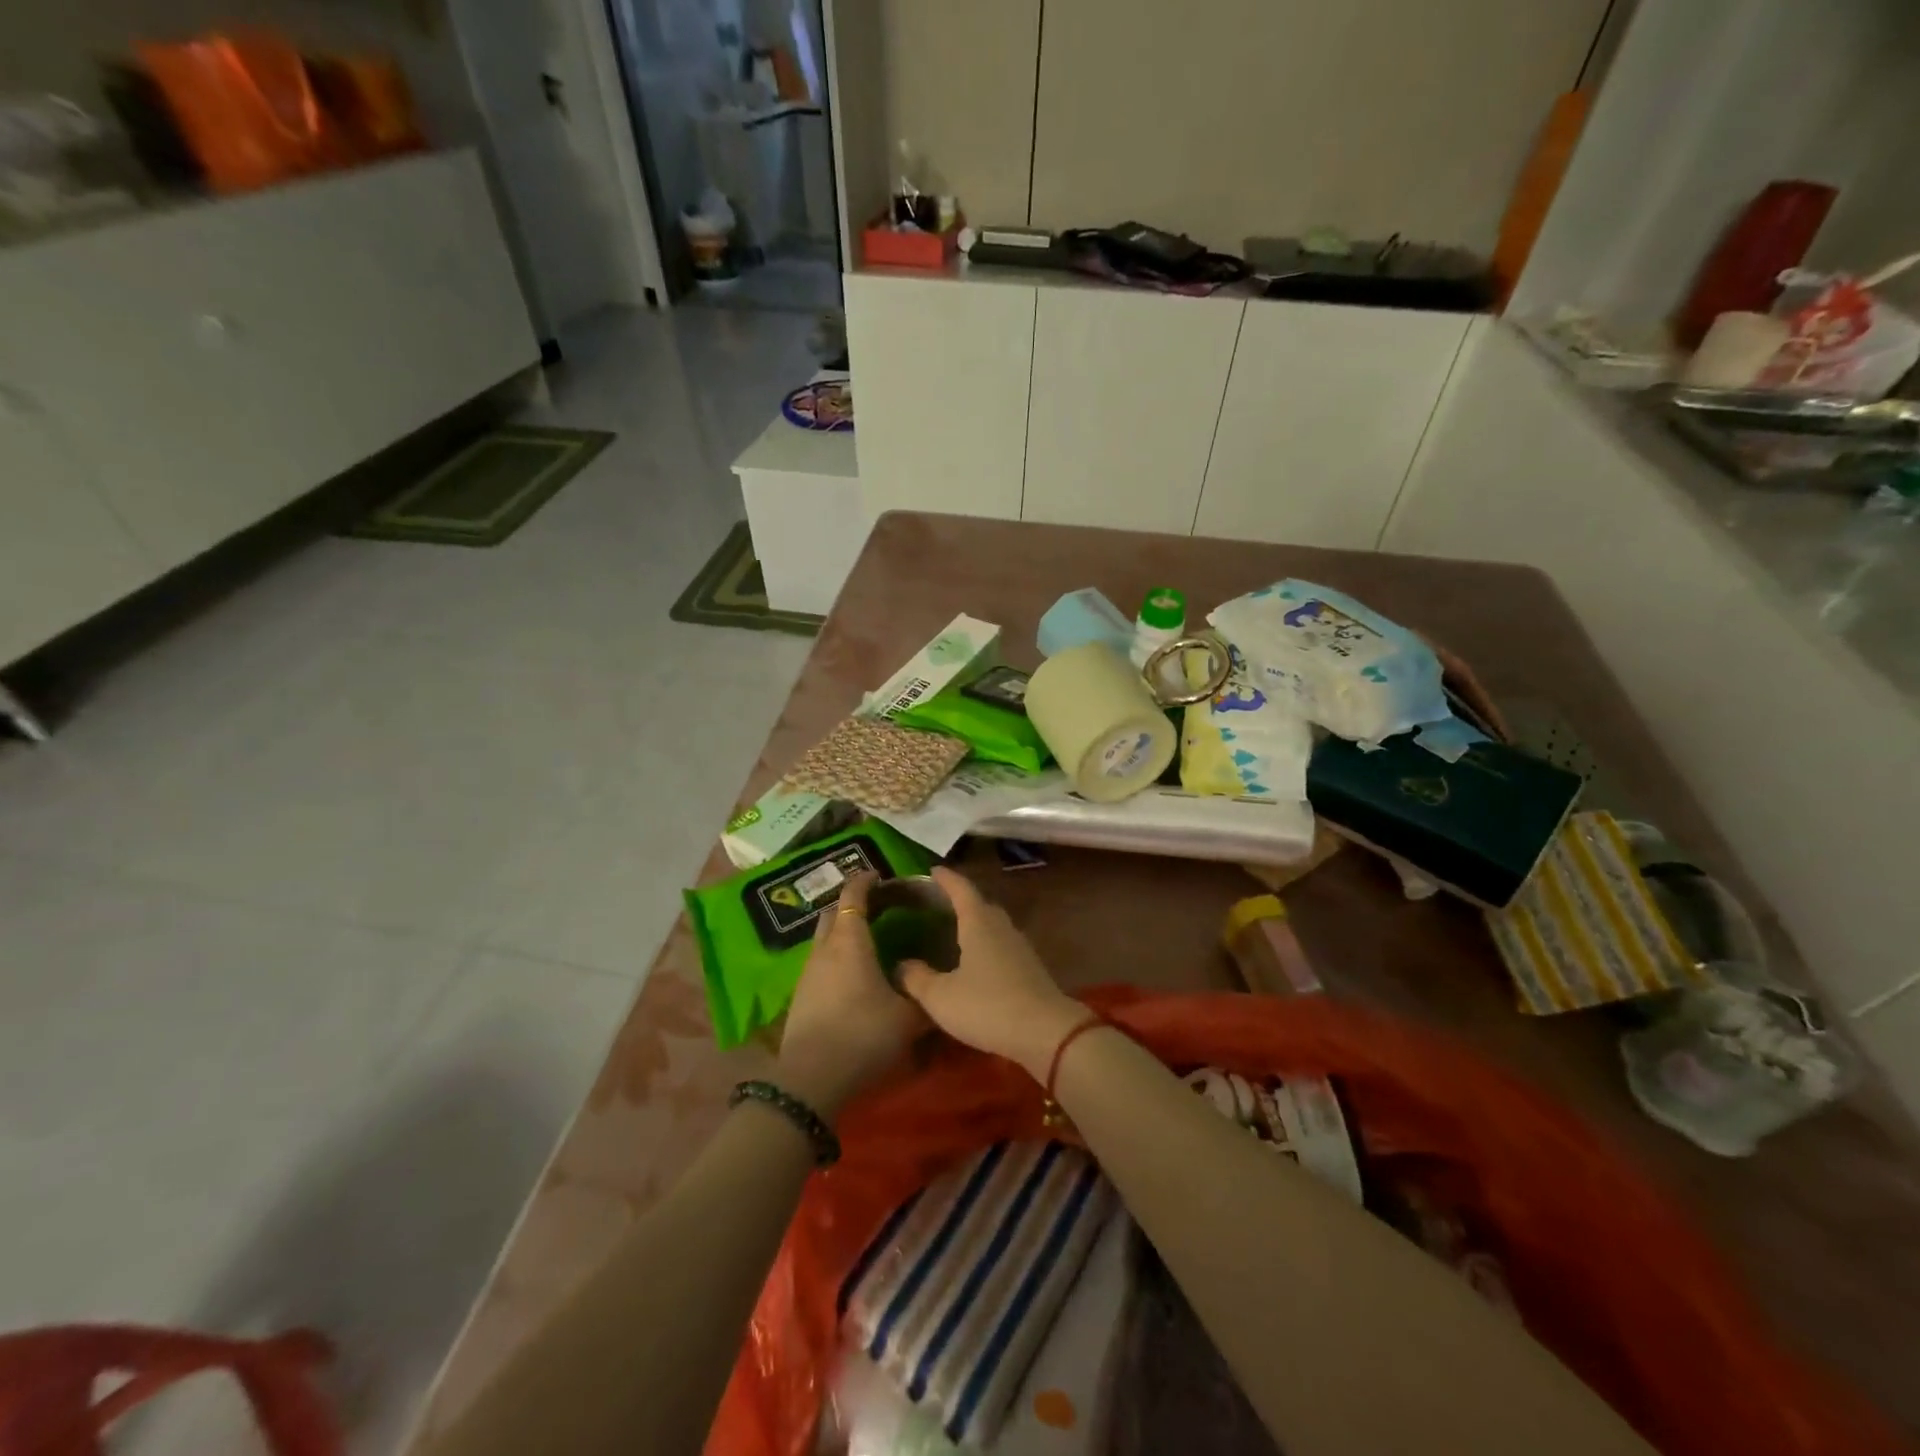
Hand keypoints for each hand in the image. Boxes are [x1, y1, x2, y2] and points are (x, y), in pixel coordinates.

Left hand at [776, 874, 928, 1118]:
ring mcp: (808, 973)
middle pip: (833, 912)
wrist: (811, 1080)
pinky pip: (820, 964)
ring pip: (824, 939)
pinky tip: (853, 977)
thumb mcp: (908, 1019)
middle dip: (852, 903)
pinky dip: (836, 958)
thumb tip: (936, 987)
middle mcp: (824, 949)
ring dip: (842, 933)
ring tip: (868, 943)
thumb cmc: (864, 1035)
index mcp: (850, 941)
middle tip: (877, 907)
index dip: (865, 881)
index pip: (853, 895)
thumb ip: (924, 997)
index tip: (880, 876)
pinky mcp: (800, 997)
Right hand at [896, 867, 1085, 1078]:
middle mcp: (1001, 927)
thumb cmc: (987, 1006)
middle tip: (939, 905)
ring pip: (994, 926)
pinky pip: (1002, 946)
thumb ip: (916, 978)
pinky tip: (977, 963)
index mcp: (978, 922)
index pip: (961, 889)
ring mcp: (1020, 947)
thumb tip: (901, 965)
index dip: (946, 879)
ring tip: (955, 932)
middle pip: (980, 904)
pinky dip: (987, 946)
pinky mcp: (1030, 968)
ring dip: (976, 924)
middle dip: (961, 901)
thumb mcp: (940, 997)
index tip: (932, 871)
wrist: (1046, 1032)